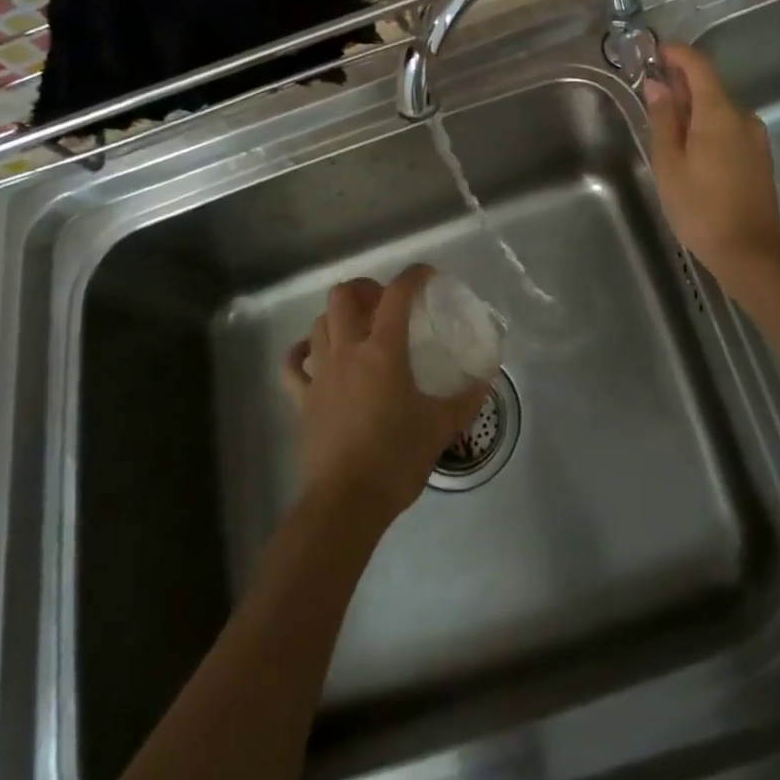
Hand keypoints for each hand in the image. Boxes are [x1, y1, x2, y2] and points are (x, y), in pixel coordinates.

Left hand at [282, 265, 488, 523]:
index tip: (428, 276)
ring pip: (319, 323)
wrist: (345, 503)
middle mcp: (347, 351)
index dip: (413, 276)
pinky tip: (314, 355)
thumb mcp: (440, 426)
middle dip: (364, 288)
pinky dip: (302, 352)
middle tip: (385, 301)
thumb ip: (466, 398)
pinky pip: (293, 365)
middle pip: (344, 296)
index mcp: (383, 350)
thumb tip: (486, 378)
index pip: (397, 294)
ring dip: (338, 316)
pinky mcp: (302, 399)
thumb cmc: (396, 458)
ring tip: (358, 327)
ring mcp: (320, 374)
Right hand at [643, 43, 779, 279]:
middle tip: (651, 98)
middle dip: (680, 85)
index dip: (677, 54)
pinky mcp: (760, 156)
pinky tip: (692, 150)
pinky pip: (730, 128)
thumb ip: (663, 120)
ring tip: (668, 131)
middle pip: (710, 87)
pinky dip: (709, 127)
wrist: (750, 252)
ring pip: (720, 109)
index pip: (699, 65)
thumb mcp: (669, 164)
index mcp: (719, 113)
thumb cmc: (700, 208)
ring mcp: (756, 137)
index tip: (654, 53)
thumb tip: (657, 86)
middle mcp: (743, 116)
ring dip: (694, 109)